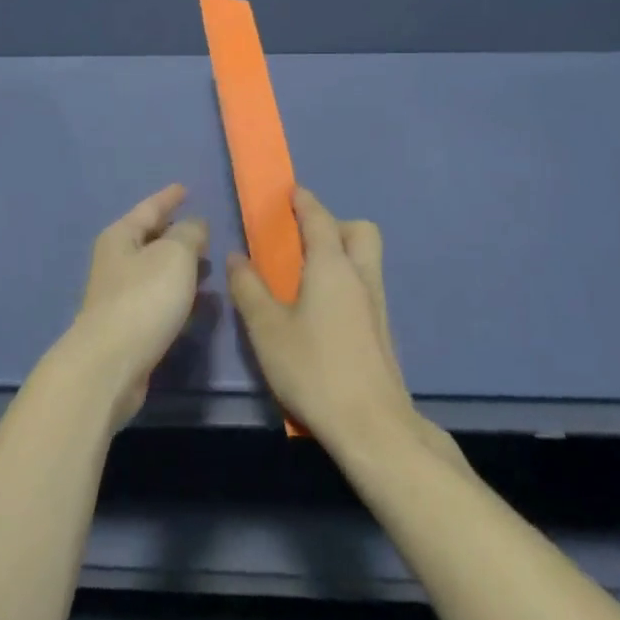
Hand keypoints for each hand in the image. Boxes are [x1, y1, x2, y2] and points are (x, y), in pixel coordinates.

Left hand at [63, 184, 207, 426]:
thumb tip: (195, 225)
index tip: (184, 189)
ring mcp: (119, 295)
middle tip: (203, 231)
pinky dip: (177, 293)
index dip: (168, 198)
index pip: (149, 208)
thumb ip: (189, 234)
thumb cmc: (143, 299)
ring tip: (207, 265)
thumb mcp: (174, 255)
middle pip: (149, 238)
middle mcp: (115, 261)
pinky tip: (196, 301)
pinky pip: (157, 298)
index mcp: (120, 236)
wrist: (111, 364)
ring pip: (155, 270)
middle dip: (175, 233)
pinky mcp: (127, 326)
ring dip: (179, 266)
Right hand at [227, 187, 415, 448]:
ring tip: (306, 275)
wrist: (373, 427)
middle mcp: (360, 276)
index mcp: (332, 266)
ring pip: (366, 258)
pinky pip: (365, 284)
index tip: (291, 191)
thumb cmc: (314, 370)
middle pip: (359, 231)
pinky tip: (322, 310)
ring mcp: (377, 304)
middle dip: (334, 224)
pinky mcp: (382, 331)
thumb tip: (237, 257)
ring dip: (342, 252)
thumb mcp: (267, 329)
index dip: (304, 201)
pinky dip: (346, 279)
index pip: (319, 218)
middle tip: (302, 240)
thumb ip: (249, 289)